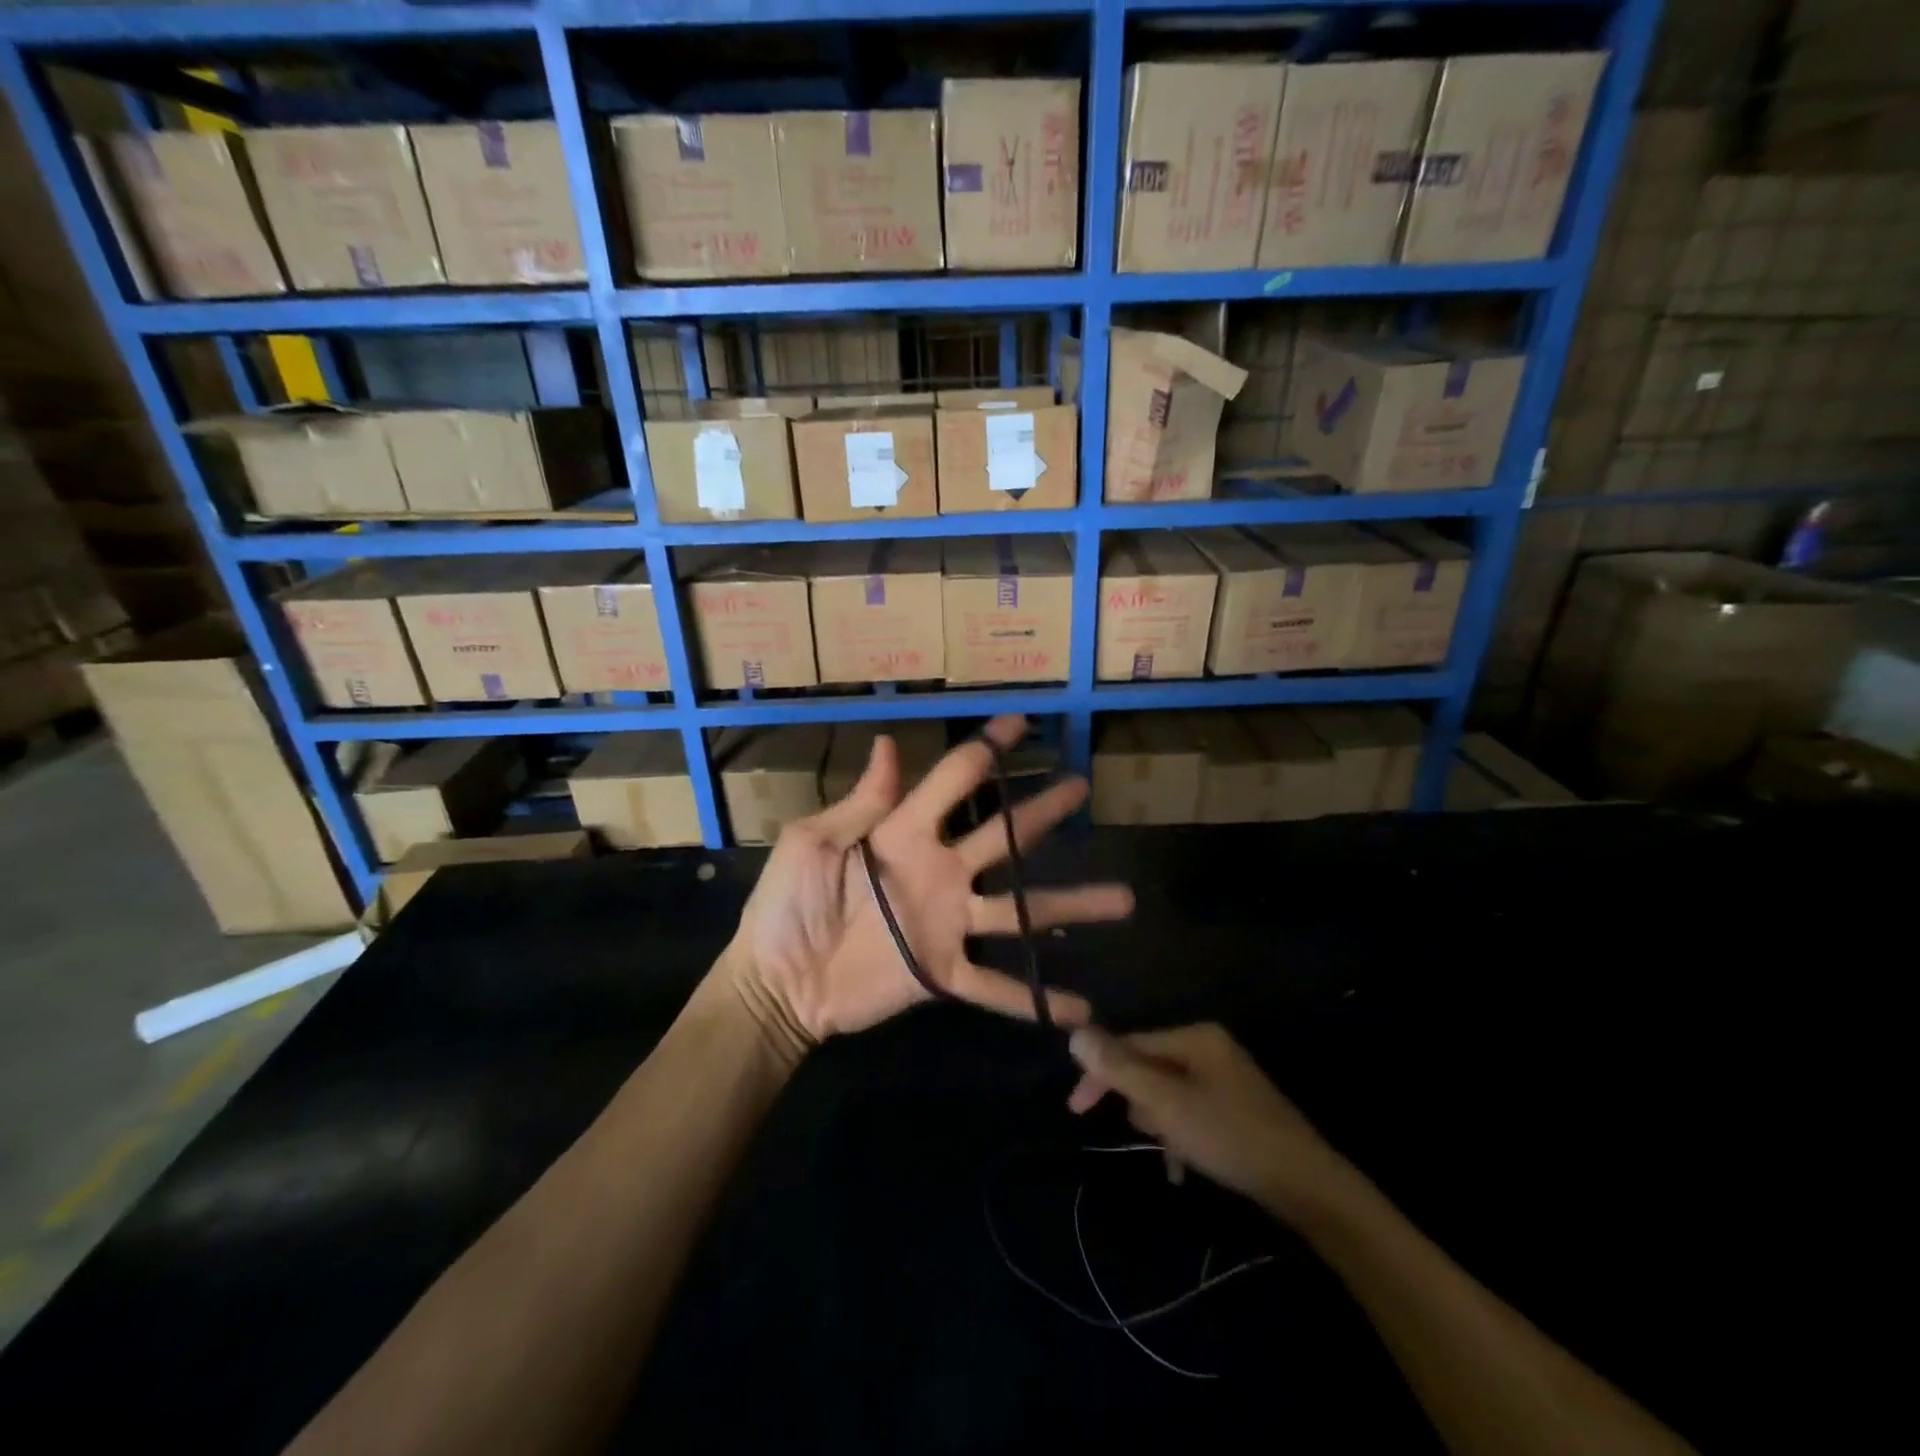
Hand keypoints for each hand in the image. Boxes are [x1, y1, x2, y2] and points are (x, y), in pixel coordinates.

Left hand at [720, 715, 1133, 1057]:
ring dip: (1069, 905)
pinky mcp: (942, 973)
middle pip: (1002, 835)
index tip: (1022, 723)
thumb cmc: (787, 905)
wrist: (776, 982)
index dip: (986, 749)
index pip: (954, 779)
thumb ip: (861, 802)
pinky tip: (1080, 1010)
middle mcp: (939, 870)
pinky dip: (1034, 999)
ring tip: (1122, 899)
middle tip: (1082, 786)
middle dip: (1042, 810)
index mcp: (904, 832)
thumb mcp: (813, 842)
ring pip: (1018, 912)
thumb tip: (887, 742)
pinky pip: (995, 985)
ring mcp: (947, 923)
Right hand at [1066, 1023, 1351, 1218]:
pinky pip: (1190, 1112)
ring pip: (1168, 1093)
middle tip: (1139, 1133)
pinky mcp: (1236, 1107)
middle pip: (1150, 1066)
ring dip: (1159, 1121)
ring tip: (1169, 1152)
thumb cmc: (1231, 1136)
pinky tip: (1180, 1166)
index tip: (1077, 1108)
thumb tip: (1076, 1034)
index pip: (1131, 1043)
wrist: (1308, 1186)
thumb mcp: (1168, 1104)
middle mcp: (1209, 1048)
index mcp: (1195, 1037)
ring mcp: (1225, 1078)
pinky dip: (1180, 1134)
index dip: (1101, 1072)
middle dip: (1138, 1101)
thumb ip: (1120, 1069)